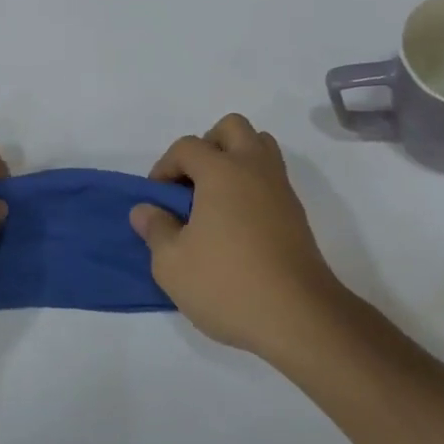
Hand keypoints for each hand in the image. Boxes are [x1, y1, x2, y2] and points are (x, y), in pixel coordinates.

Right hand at [130, 114, 349, 360]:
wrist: (297, 315)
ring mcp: (280, 188)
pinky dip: (252, 185)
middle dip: (207, 146)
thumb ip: (156, 230)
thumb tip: (146, 210)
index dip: (164, 167)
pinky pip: (271, 177)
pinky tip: (237, 224)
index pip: (187, 146)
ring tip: (215, 200)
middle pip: (232, 128)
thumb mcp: (172, 263)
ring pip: (259, 147)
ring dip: (235, 160)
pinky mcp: (296, 212)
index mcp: (222, 171)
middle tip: (192, 185)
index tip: (157, 201)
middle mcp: (254, 168)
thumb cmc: (227, 284)